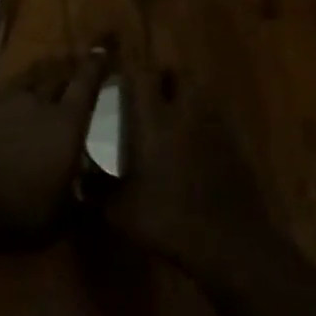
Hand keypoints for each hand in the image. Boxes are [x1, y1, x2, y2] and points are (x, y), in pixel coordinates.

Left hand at [0, 47, 111, 248]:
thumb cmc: (19, 210)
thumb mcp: (62, 217)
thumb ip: (85, 202)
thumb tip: (101, 196)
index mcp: (66, 123)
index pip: (86, 84)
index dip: (96, 66)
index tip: (102, 49)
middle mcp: (38, 103)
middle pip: (56, 75)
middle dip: (68, 69)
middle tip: (75, 67)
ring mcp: (4, 103)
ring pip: (28, 80)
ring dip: (40, 77)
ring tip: (45, 77)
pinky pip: (3, 94)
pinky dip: (13, 94)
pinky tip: (12, 102)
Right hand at [103, 70, 274, 271]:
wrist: (228, 241)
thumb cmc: (169, 219)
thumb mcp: (121, 211)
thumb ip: (98, 190)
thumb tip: (80, 181)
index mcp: (155, 120)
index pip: (142, 76)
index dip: (131, 74)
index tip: (120, 83)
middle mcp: (186, 112)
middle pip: (179, 74)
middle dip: (164, 78)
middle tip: (150, 95)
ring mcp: (215, 126)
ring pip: (201, 93)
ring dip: (186, 97)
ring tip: (172, 118)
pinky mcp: (235, 143)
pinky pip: (216, 118)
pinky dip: (204, 122)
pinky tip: (195, 146)